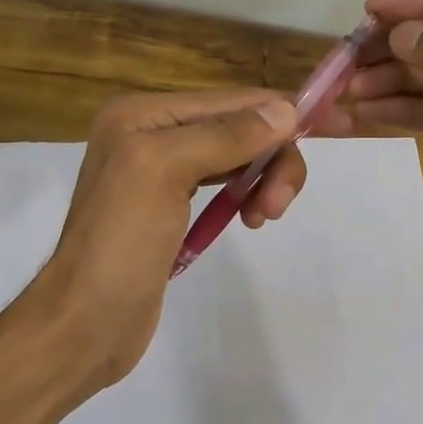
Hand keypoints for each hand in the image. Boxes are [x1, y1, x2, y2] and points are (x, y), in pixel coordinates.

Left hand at [33, 89, 304, 386]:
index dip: (281, 113)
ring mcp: (160, 174)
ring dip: (263, 180)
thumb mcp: (165, 172)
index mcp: (143, 115)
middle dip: (271, 159)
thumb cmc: (121, 243)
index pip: (231, 100)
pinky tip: (250, 219)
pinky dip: (245, 197)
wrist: (86, 323)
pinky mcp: (170, 210)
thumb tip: (284, 109)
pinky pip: (223, 187)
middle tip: (277, 206)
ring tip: (264, 217)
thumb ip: (225, 136)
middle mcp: (151, 135)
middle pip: (238, 128)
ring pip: (236, 158)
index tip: (337, 129)